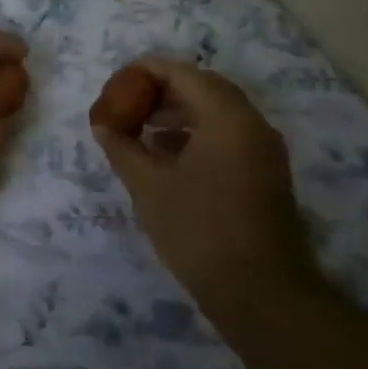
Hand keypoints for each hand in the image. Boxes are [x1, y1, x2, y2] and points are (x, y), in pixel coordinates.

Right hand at [93, 58, 319, 308]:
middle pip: (201, 86)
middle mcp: (251, 123)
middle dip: (160, 90)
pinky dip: (196, 133)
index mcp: (226, 116)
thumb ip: (122, 147)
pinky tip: (166, 156)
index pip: (180, 72)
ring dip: (177, 112)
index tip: (114, 87)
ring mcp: (263, 149)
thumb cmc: (200, 232)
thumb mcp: (149, 187)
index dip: (142, 72)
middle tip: (126, 104)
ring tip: (141, 129)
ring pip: (216, 111)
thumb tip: (102, 125)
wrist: (263, 296)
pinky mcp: (265, 173)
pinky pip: (227, 135)